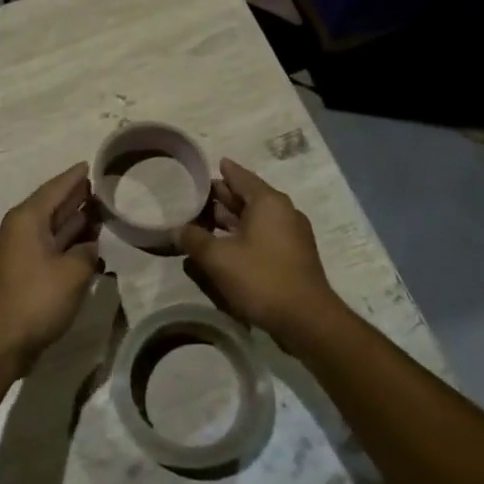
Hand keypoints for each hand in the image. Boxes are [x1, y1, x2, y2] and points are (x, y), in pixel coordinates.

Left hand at [0, 164, 101, 366]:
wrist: (1, 342)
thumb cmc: (37, 299)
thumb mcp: (74, 272)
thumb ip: (87, 251)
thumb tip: (87, 246)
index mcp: (26, 220)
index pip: (54, 189)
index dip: (74, 177)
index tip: (89, 165)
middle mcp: (18, 230)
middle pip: (51, 206)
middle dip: (75, 198)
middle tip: (100, 188)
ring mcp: (17, 252)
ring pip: (49, 229)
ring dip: (72, 222)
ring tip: (98, 213)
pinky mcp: (20, 273)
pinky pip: (46, 248)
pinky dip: (65, 243)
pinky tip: (85, 246)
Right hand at [177, 158, 343, 350]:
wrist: (305, 319)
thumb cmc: (261, 278)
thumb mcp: (218, 258)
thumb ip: (194, 240)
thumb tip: (177, 229)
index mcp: (268, 202)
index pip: (241, 177)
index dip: (223, 171)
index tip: (210, 164)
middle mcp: (283, 212)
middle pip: (248, 197)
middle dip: (223, 197)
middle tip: (196, 196)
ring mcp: (291, 235)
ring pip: (255, 219)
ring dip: (231, 219)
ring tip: (204, 221)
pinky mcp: (292, 256)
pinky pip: (263, 235)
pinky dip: (243, 235)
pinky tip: (224, 246)